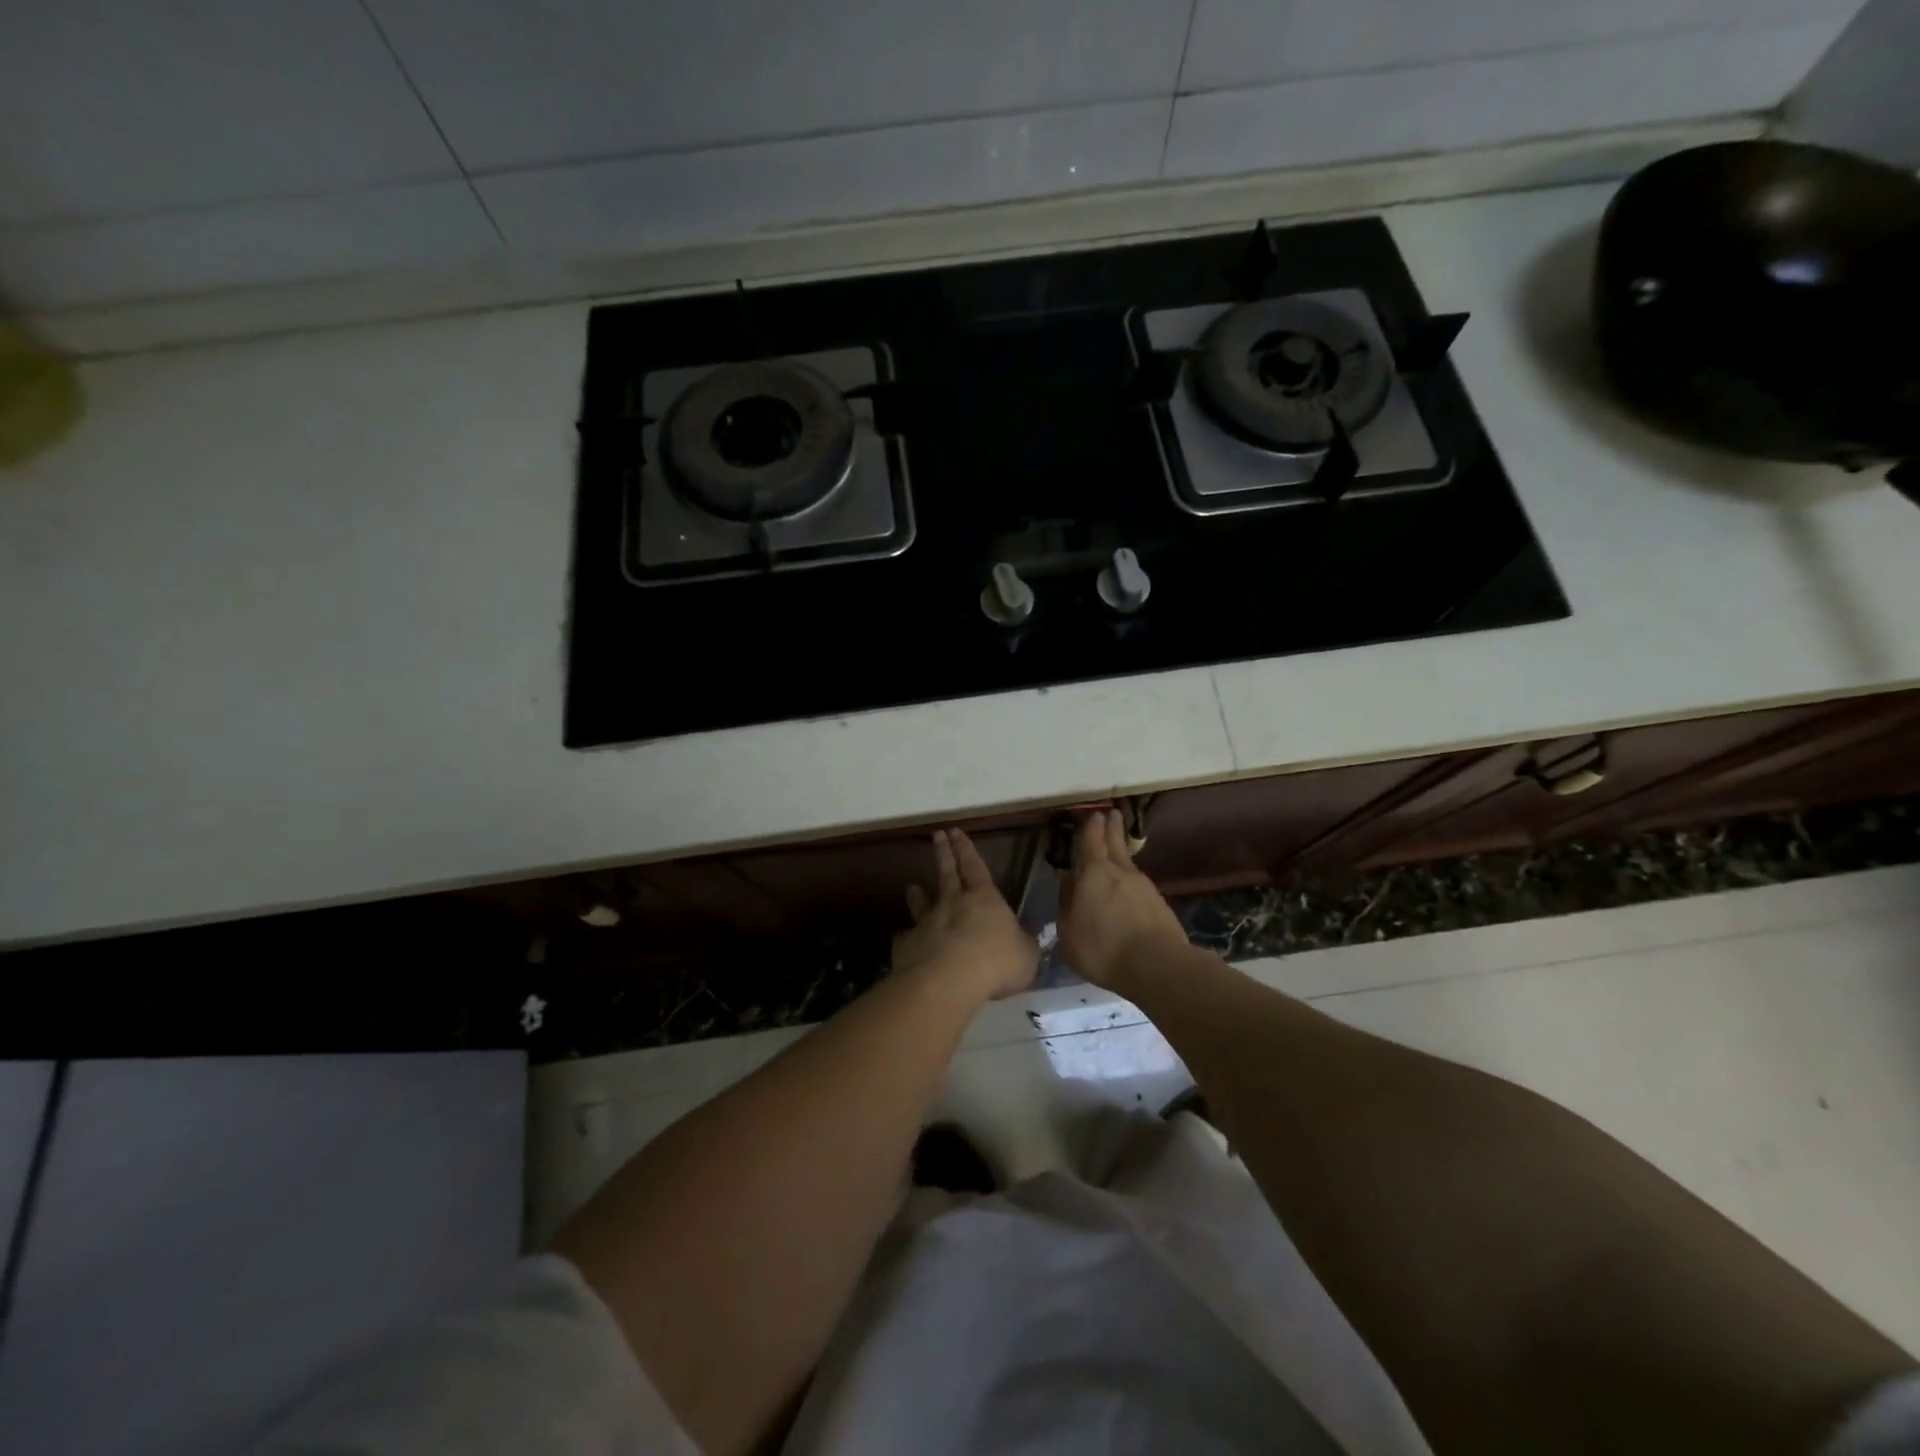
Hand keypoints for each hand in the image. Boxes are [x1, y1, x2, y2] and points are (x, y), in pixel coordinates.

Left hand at [892, 829, 1036, 1000]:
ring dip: (917, 894)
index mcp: (984, 898)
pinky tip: (906, 940)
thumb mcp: (1026, 955)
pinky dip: (908, 937)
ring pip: (921, 902)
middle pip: (947, 873)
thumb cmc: (997, 962)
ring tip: (912, 886)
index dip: (966, 849)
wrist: (949, 980)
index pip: (975, 866)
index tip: (956, 831)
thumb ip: (1024, 944)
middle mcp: (952, 903)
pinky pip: (908, 937)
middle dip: (944, 853)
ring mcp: (926, 922)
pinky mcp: (908, 945)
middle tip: (937, 835)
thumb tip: (1025, 940)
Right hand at [1059, 810, 1188, 992]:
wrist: (1157, 965)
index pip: (1091, 842)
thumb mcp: (1068, 933)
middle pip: (1115, 843)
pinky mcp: (1159, 903)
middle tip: (1112, 814)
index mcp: (1093, 873)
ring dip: (1122, 852)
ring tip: (1118, 849)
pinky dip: (1131, 880)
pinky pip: (1140, 884)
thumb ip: (1066, 905)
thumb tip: (1069, 883)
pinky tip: (1129, 889)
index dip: (1091, 828)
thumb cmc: (1102, 948)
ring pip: (1129, 863)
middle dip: (1112, 828)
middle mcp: (1119, 872)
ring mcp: (1144, 886)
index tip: (1094, 814)